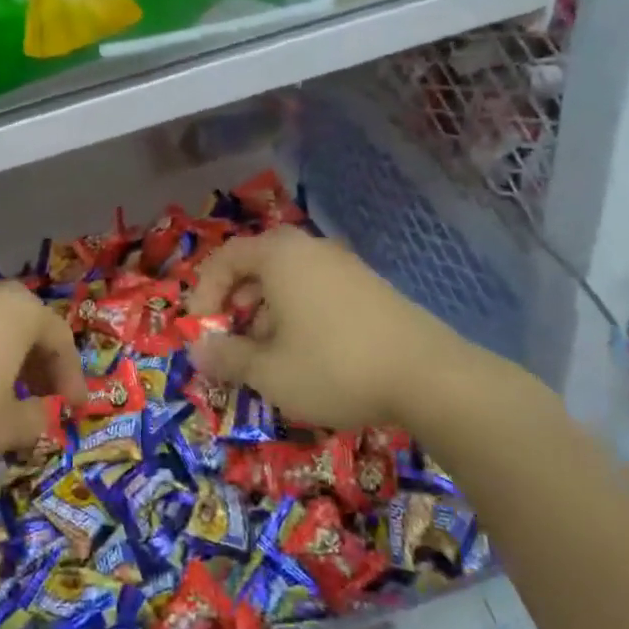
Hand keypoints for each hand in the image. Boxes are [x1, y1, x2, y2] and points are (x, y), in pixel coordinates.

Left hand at [0, 282, 85, 473]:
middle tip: (46, 402)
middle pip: (28, 329)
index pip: (60, 340)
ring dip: (9, 364)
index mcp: (19, 312)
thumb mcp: (4, 427)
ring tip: (8, 401)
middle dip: (41, 367)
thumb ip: (36, 420)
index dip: (72, 378)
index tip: (75, 410)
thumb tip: (44, 416)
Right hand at [187, 226, 511, 437]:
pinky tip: (309, 358)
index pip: (224, 257)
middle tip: (232, 343)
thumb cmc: (333, 366)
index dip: (203, 292)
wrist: (431, 378)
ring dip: (266, 316)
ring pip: (288, 283)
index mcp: (279, 256)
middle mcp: (311, 250)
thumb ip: (226, 357)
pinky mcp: (371, 289)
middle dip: (236, 306)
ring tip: (270, 359)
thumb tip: (197, 350)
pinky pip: (317, 293)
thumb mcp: (268, 370)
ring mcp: (345, 267)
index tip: (201, 330)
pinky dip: (299, 318)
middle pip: (257, 267)